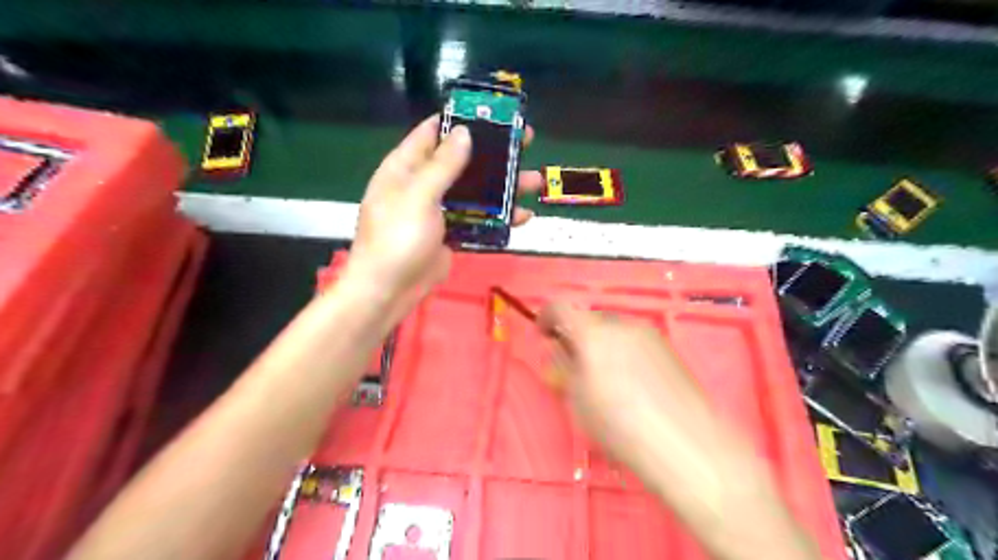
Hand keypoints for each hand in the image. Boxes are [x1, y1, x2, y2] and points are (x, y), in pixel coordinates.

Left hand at [345, 111, 544, 307]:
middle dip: (493, 152)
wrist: (390, 290)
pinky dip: (500, 217)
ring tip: (535, 181)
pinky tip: (524, 216)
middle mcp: (424, 184)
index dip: (461, 119)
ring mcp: (440, 210)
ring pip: (476, 191)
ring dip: (504, 187)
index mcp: (406, 167)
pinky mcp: (452, 233)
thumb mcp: (418, 196)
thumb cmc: (398, 238)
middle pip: (463, 160)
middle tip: (525, 142)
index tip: (492, 113)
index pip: (433, 132)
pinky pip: (479, 219)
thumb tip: (463, 133)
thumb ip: (442, 165)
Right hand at [543, 304, 821, 559]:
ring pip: (612, 329)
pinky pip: (633, 339)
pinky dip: (621, 350)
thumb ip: (563, 369)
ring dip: (599, 342)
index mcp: (593, 332)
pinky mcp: (667, 347)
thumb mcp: (578, 400)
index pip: (560, 308)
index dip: (546, 318)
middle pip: (588, 317)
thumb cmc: (620, 426)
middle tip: (571, 362)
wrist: (687, 444)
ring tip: (601, 375)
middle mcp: (621, 323)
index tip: (543, 335)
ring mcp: (648, 333)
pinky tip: (629, 381)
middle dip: (574, 334)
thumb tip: (558, 353)